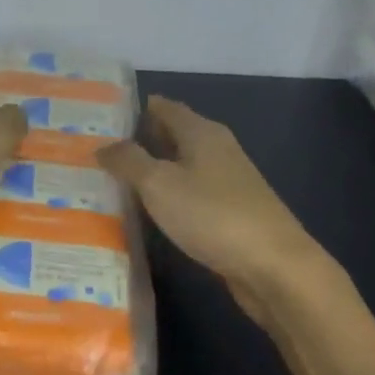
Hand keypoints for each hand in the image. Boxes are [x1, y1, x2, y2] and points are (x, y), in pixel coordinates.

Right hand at [99, 97, 328, 317]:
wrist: (276, 268)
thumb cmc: (212, 214)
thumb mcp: (159, 184)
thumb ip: (129, 161)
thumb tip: (103, 145)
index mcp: (201, 131)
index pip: (163, 106)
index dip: (133, 109)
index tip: (100, 117)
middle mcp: (216, 148)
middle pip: (172, 135)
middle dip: (139, 141)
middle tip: (98, 151)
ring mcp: (228, 181)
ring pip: (181, 166)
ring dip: (153, 171)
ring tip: (114, 181)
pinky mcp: (232, 212)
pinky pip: (191, 194)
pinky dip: (169, 196)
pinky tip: (150, 212)